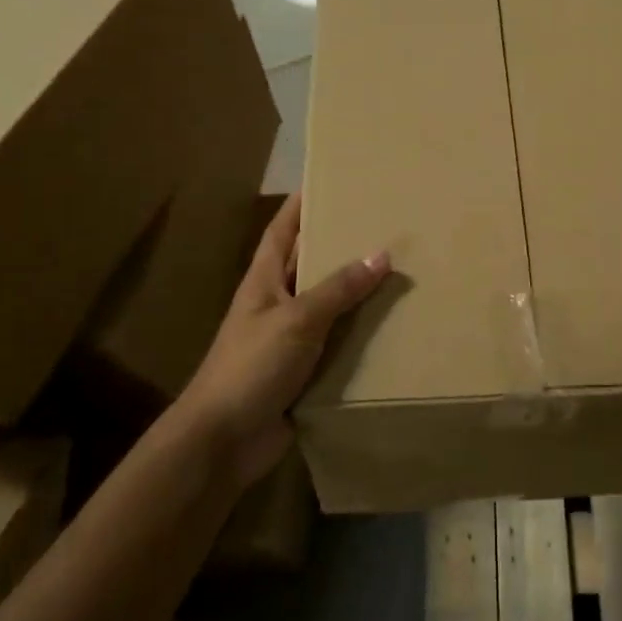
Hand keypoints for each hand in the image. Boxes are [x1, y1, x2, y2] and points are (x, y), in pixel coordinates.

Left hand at [179, 193, 389, 486]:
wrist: (224, 440)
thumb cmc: (251, 366)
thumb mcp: (297, 319)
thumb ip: (339, 289)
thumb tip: (381, 254)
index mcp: (264, 281)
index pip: (282, 230)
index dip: (300, 205)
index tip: (328, 180)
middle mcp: (276, 302)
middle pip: (309, 263)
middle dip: (339, 244)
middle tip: (381, 224)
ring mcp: (289, 338)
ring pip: (328, 304)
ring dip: (355, 291)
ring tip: (398, 269)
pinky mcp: (303, 370)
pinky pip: (337, 342)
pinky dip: (359, 333)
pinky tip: (391, 326)